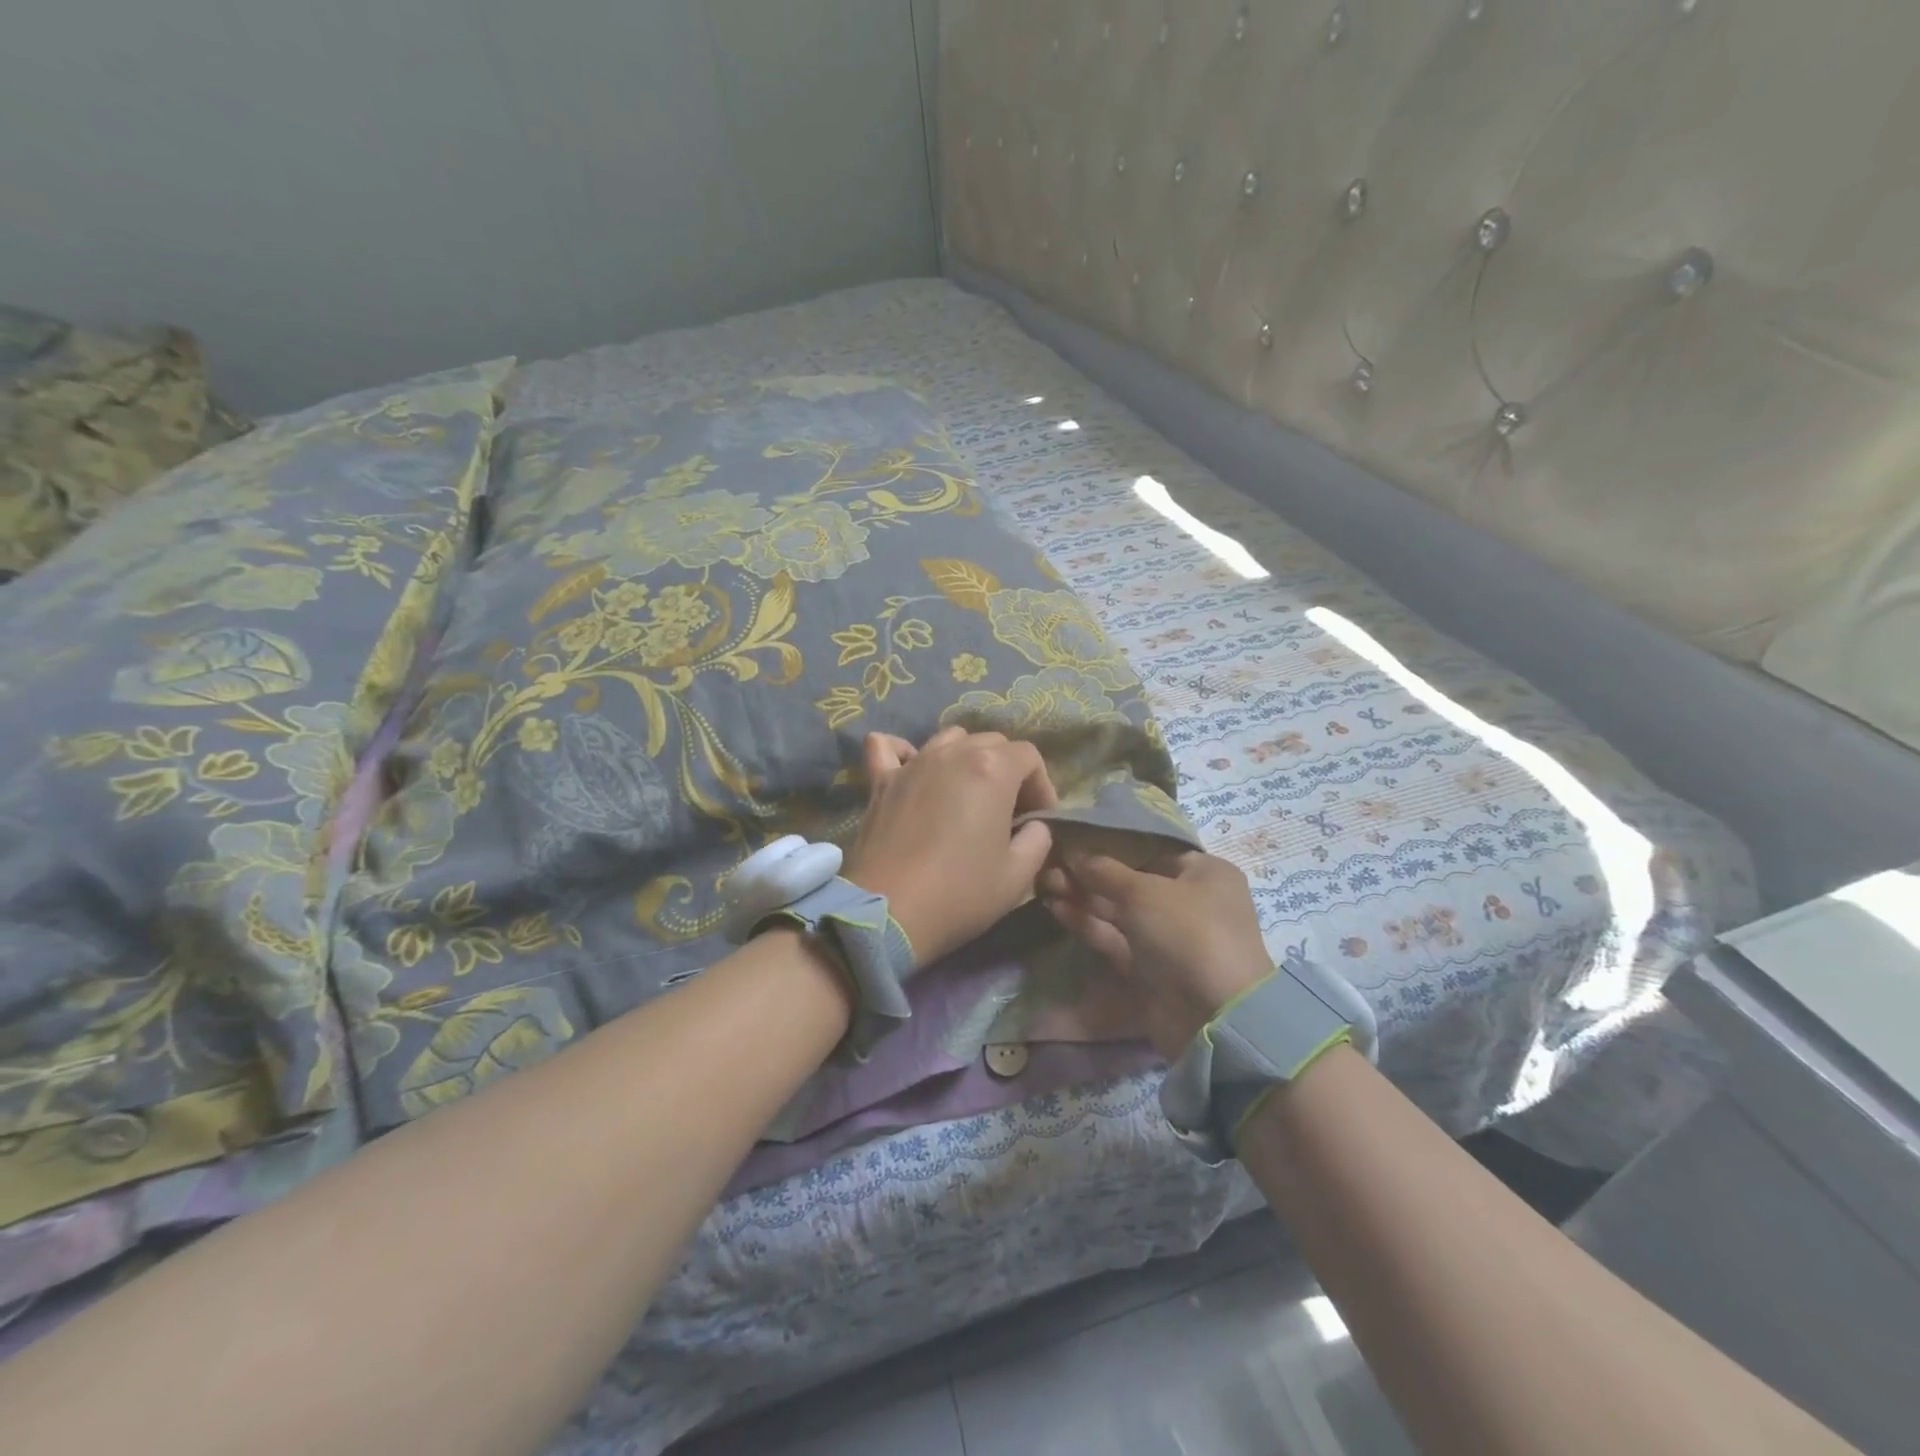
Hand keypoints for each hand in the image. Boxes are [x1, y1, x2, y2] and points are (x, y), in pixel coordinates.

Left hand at [841, 727, 1058, 966]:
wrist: (889, 912)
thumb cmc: (960, 893)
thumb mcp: (1018, 875)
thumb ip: (1038, 839)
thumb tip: (1033, 825)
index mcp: (992, 769)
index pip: (1029, 756)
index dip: (1042, 785)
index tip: (1039, 819)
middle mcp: (952, 754)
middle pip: (992, 742)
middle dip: (1009, 770)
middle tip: (1009, 811)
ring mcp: (913, 763)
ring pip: (949, 739)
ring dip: (967, 757)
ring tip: (968, 792)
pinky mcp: (880, 780)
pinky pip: (888, 747)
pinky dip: (903, 751)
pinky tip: (912, 767)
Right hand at [1039, 849, 1271, 1059]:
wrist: (1212, 1017)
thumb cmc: (1187, 931)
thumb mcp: (1143, 891)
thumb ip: (1104, 870)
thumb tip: (1074, 851)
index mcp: (1204, 872)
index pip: (1152, 848)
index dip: (1111, 842)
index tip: (1073, 837)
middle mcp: (1188, 900)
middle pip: (1130, 880)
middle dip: (1090, 872)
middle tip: (1049, 861)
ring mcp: (1167, 936)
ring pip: (1118, 909)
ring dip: (1083, 896)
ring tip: (1044, 882)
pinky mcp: (1148, 966)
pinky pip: (1114, 937)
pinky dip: (1087, 922)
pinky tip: (1055, 907)